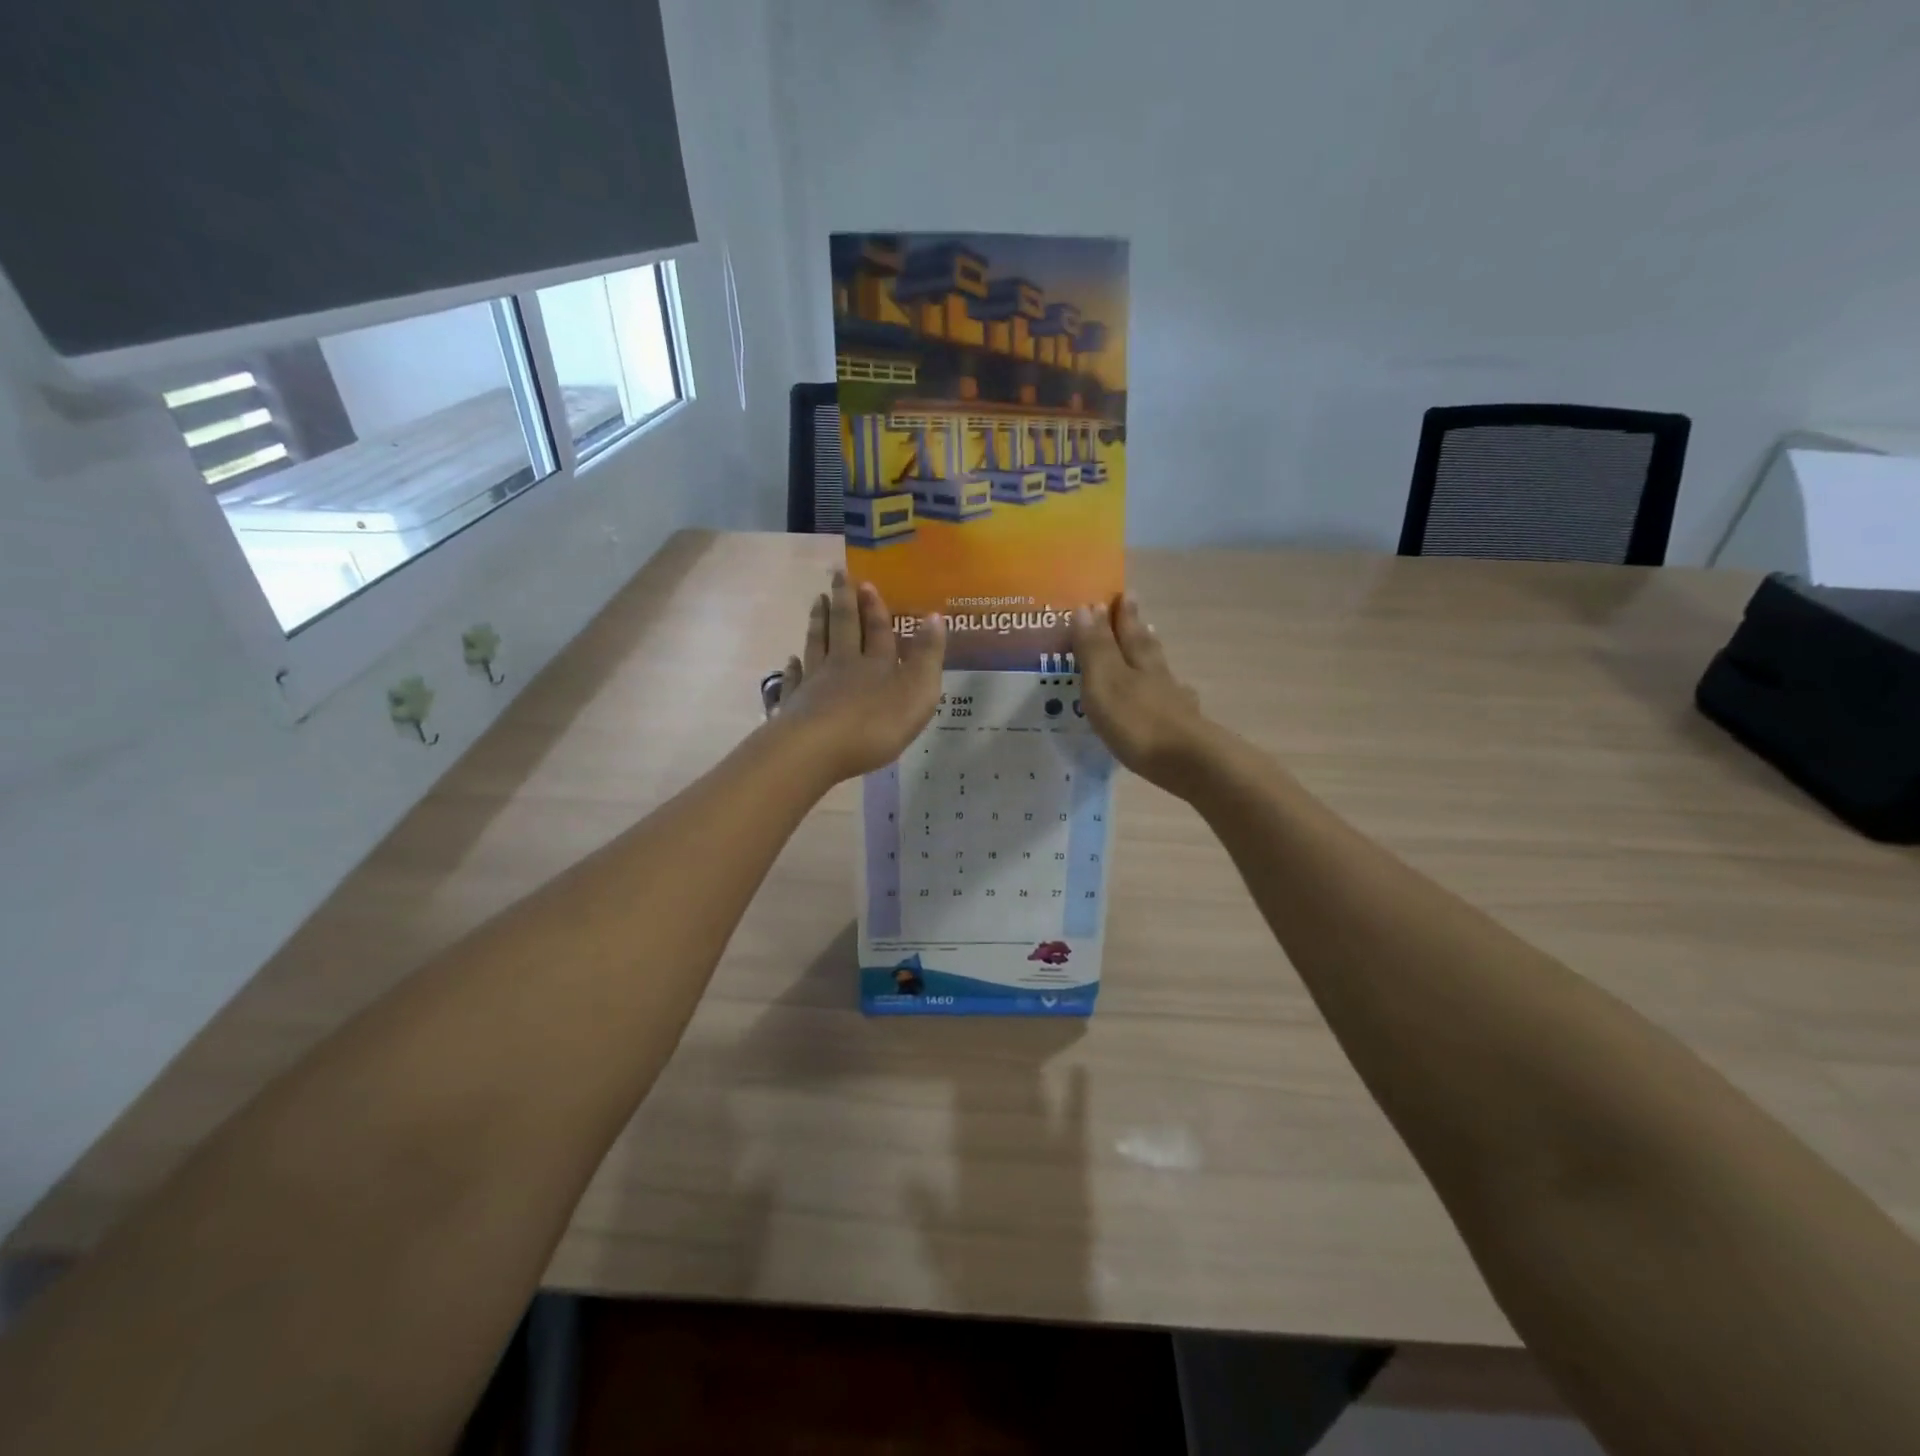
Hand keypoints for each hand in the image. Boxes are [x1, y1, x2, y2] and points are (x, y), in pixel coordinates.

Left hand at [773, 571, 945, 782]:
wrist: (818, 749)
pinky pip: (793, 680)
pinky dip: (793, 667)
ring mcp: (814, 683)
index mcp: (876, 663)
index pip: (876, 629)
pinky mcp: (794, 706)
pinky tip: (790, 659)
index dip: (874, 606)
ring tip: (816, 601)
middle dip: (843, 601)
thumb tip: (934, 616)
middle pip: (843, 627)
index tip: (865, 582)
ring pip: (816, 645)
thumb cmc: (875, 724)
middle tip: (837, 575)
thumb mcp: (917, 691)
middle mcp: (843, 665)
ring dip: (818, 622)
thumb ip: (927, 655)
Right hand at [1070, 596, 1212, 791]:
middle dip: (1138, 629)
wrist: (1188, 762)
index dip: (1122, 614)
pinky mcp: (1183, 728)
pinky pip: (1172, 700)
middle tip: (1135, 612)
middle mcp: (1159, 675)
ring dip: (1153, 658)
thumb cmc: (1137, 721)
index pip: (1127, 630)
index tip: (1122, 593)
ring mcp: (1175, 702)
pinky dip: (1169, 693)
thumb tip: (1087, 606)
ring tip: (1150, 646)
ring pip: (1161, 672)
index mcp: (1137, 661)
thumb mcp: (1105, 682)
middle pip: (1147, 646)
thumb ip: (1095, 648)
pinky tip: (1174, 696)